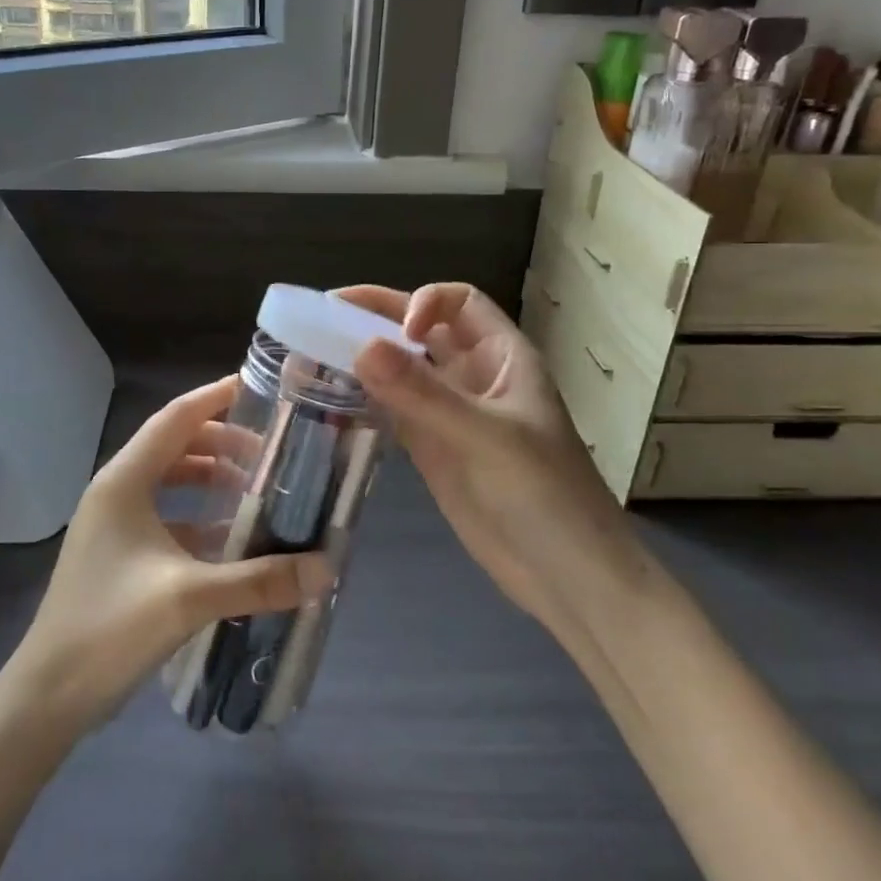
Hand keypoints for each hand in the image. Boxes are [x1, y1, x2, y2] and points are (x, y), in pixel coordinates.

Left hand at [7, 376, 335, 729]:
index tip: (258, 388)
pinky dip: (198, 515)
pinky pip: (165, 514)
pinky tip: (230, 537)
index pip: (176, 418)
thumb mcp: (190, 598)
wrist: (47, 695)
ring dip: (210, 478)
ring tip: (256, 489)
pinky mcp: (117, 552)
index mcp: (124, 481)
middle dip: (222, 442)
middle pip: (174, 445)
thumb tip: (325, 569)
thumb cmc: (110, 629)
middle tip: (271, 452)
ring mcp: (113, 522)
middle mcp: (116, 490)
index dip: (215, 397)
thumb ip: (259, 580)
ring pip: (169, 480)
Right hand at [340, 284, 641, 627]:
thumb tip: (360, 346)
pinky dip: (366, 398)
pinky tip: (333, 397)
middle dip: (379, 317)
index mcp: (502, 357)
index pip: (460, 302)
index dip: (425, 303)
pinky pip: (394, 409)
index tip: (398, 333)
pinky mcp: (433, 450)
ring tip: (315, 351)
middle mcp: (475, 377)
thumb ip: (422, 394)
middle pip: (423, 329)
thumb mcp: (485, 437)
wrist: (565, 578)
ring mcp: (451, 415)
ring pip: (404, 369)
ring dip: (366, 357)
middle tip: (324, 313)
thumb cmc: (542, 494)